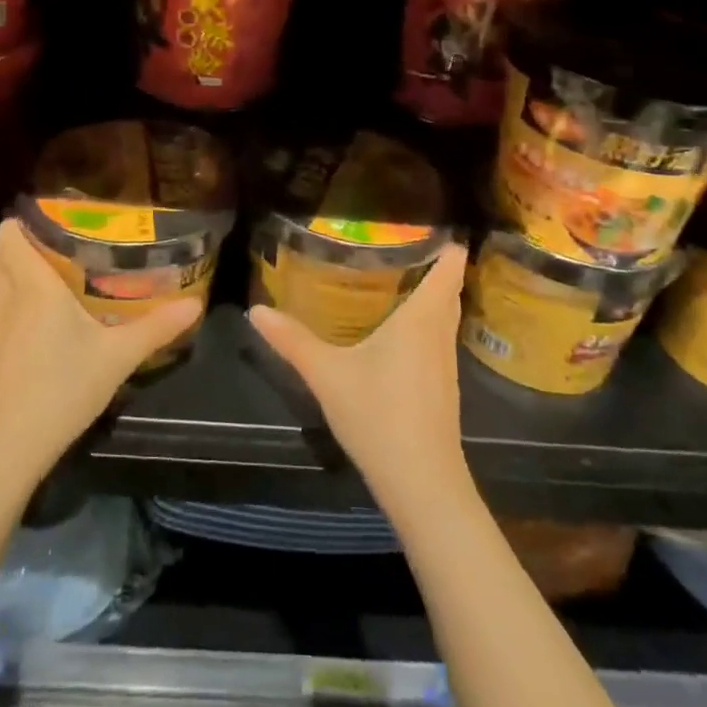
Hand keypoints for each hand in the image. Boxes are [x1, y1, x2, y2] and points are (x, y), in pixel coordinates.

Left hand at [0, 219, 204, 484]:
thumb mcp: (117, 357)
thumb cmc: (61, 388)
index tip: (56, 210)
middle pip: (3, 253)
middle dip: (26, 239)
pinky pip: (6, 308)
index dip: (25, 218)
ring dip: (22, 268)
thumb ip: (156, 328)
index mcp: (34, 286)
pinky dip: (21, 297)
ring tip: (62, 267)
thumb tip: (195, 304)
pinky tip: (52, 315)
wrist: (9, 445)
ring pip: (3, 281)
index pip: (10, 236)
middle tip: (66, 236)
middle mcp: (11, 298)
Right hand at [248, 242, 472, 515]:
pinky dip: (428, 320)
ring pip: (446, 315)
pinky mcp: (443, 387)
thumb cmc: (379, 416)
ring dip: (433, 293)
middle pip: (450, 288)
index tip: (430, 221)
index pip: (451, 268)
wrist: (423, 484)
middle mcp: (440, 334)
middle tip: (403, 240)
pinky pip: (440, 337)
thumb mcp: (327, 375)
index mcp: (421, 319)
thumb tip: (255, 310)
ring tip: (401, 273)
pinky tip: (400, 328)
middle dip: (437, 263)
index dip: (448, 242)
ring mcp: (446, 363)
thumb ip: (292, 340)